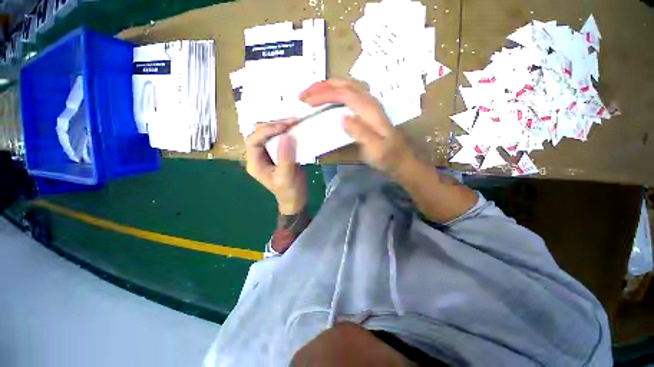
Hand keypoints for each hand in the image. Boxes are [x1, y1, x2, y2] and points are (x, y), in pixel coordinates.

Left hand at [245, 121, 306, 214]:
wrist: (295, 200)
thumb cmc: (289, 192)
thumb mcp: (286, 177)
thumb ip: (285, 157)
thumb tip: (285, 136)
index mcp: (254, 163)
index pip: (253, 140)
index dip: (266, 131)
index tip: (284, 128)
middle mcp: (258, 156)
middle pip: (259, 134)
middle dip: (273, 126)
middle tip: (291, 123)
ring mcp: (268, 154)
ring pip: (269, 134)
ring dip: (280, 127)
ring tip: (294, 123)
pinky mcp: (278, 154)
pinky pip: (279, 139)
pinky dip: (287, 132)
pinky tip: (295, 129)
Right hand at [299, 79, 413, 173]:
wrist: (400, 159)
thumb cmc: (387, 156)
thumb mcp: (376, 149)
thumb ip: (361, 133)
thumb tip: (342, 118)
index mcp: (370, 110)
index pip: (344, 94)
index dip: (324, 94)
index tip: (306, 101)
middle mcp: (369, 101)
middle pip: (343, 85)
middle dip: (321, 86)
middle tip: (303, 95)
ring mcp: (368, 105)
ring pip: (345, 87)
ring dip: (326, 88)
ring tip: (310, 95)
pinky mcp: (365, 110)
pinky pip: (347, 95)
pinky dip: (333, 94)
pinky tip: (325, 101)